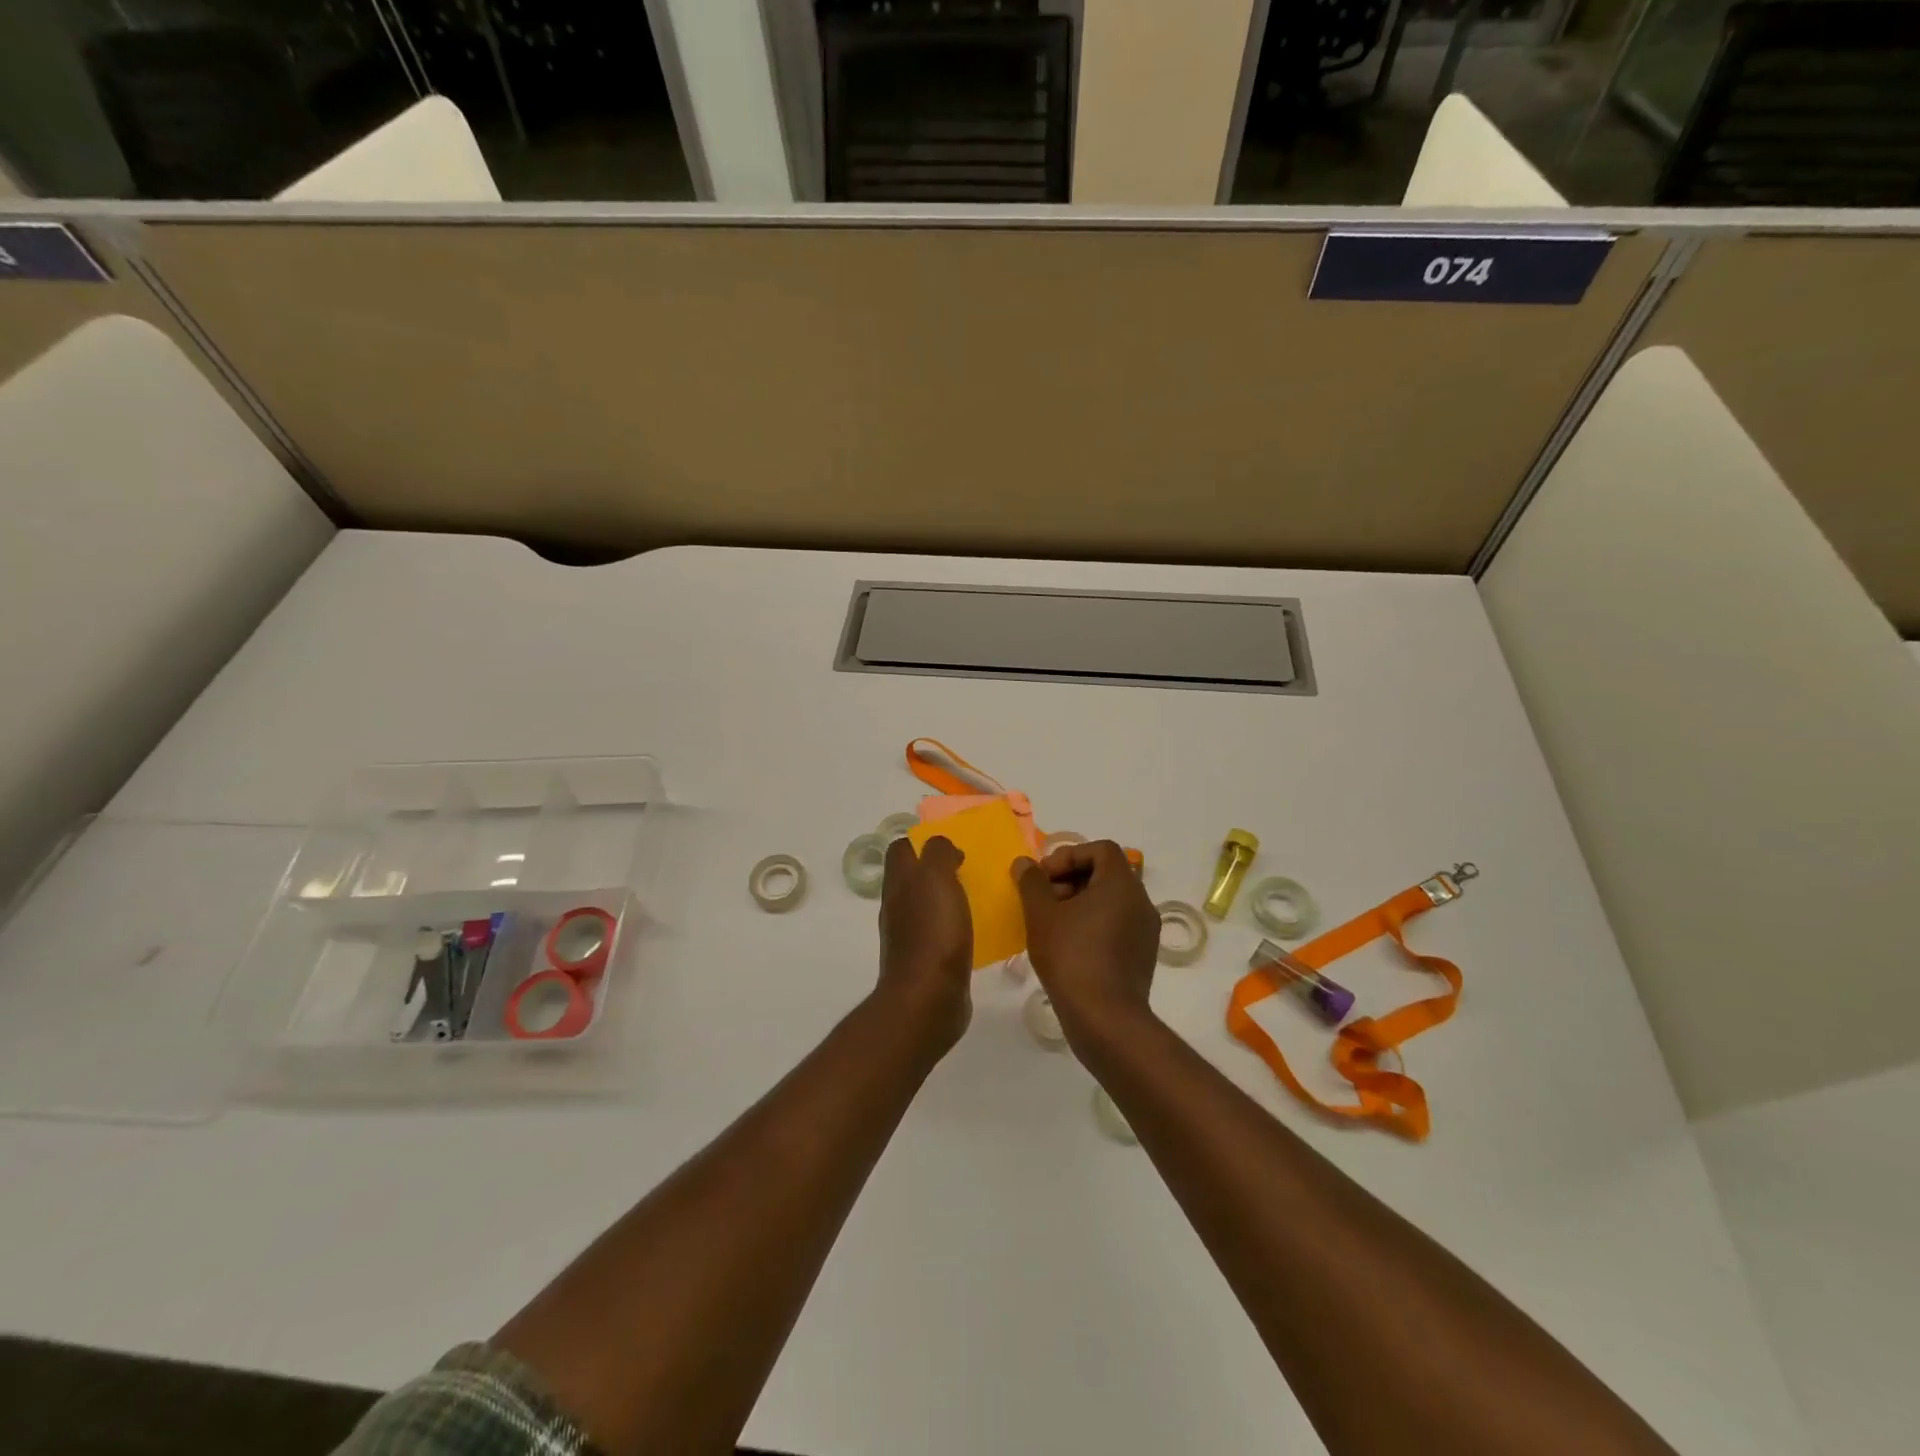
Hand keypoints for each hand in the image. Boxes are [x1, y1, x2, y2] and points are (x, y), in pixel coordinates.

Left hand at [875, 834, 972, 1054]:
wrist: (928, 998)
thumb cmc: (933, 932)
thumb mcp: (936, 878)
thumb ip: (937, 853)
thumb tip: (942, 847)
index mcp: (899, 883)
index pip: (901, 849)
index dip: (922, 841)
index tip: (952, 845)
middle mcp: (898, 906)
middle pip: (912, 877)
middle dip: (937, 869)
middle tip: (970, 868)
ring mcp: (909, 935)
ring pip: (926, 905)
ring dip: (947, 897)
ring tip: (978, 896)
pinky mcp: (926, 961)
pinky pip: (939, 933)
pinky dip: (955, 926)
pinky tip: (976, 930)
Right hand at [1012, 840, 1160, 1046]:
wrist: (1105, 1019)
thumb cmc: (1071, 956)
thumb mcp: (1042, 915)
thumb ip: (1032, 882)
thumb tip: (1025, 863)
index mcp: (1122, 884)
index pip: (1100, 849)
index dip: (1069, 855)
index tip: (1044, 878)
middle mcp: (1141, 901)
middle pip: (1105, 873)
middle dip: (1070, 880)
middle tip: (1043, 901)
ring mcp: (1145, 930)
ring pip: (1110, 901)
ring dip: (1079, 903)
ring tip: (1051, 925)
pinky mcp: (1142, 955)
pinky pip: (1116, 925)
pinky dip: (1093, 925)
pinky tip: (1068, 947)